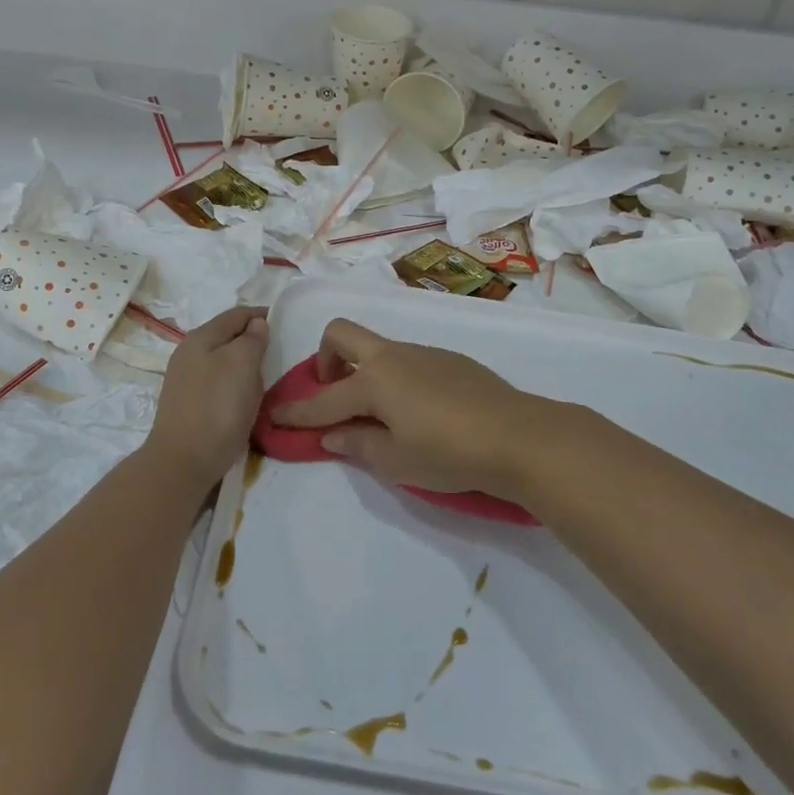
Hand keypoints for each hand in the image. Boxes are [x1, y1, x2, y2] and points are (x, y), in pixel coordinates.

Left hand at [145, 307, 268, 485]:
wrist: (184, 461)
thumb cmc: (218, 406)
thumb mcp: (243, 364)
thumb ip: (252, 339)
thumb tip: (256, 324)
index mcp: (200, 338)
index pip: (236, 314)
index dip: (260, 314)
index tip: (284, 321)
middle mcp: (188, 354)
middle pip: (227, 336)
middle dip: (252, 339)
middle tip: (278, 350)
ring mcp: (185, 380)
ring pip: (222, 361)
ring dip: (243, 364)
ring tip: (265, 375)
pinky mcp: (188, 404)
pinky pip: (217, 383)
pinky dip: (234, 383)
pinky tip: (244, 398)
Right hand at [270, 319, 573, 509]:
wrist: (519, 436)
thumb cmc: (449, 453)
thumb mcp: (396, 460)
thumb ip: (358, 445)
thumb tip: (332, 434)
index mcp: (374, 381)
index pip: (324, 399)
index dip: (296, 412)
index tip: (274, 417)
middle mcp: (394, 357)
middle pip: (342, 334)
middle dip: (325, 359)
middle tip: (333, 394)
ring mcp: (423, 353)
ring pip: (378, 349)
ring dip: (364, 371)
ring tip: (381, 415)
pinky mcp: (450, 359)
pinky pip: (407, 360)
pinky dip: (395, 378)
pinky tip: (418, 411)